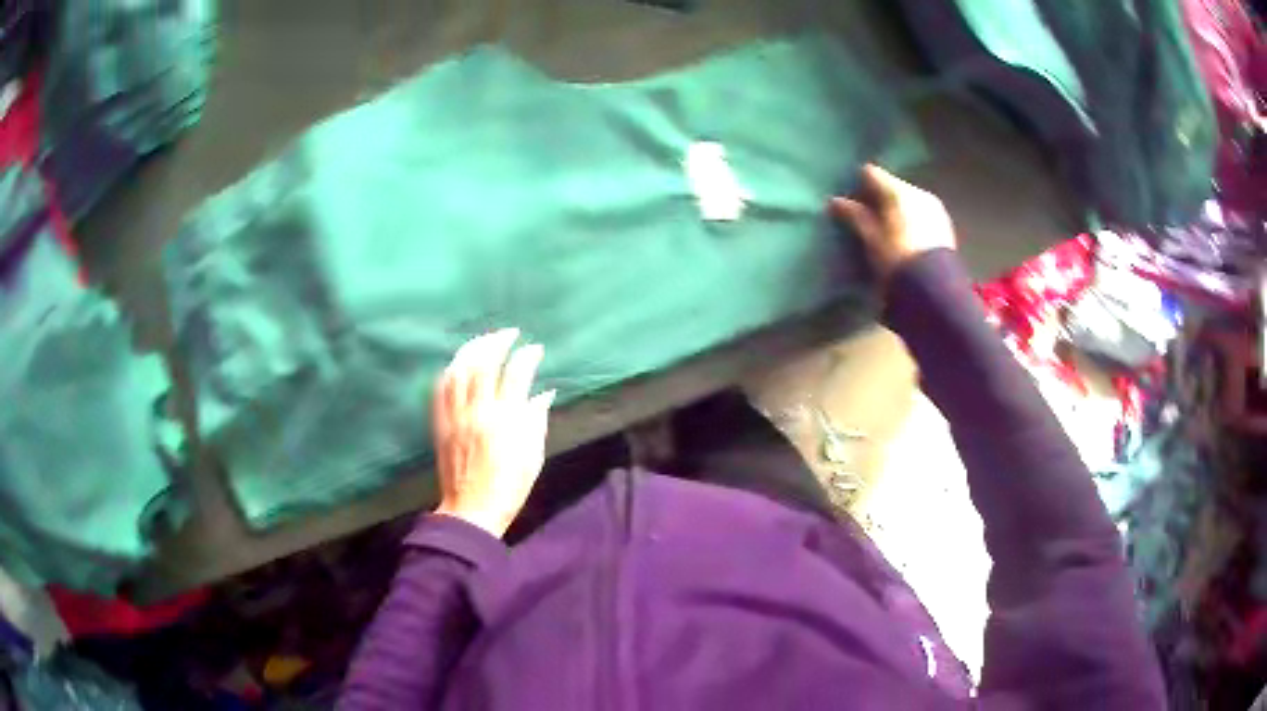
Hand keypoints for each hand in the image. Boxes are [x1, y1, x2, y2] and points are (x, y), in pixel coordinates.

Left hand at [431, 328, 555, 537]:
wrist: (471, 511)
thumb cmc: (509, 487)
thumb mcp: (533, 457)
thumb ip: (536, 420)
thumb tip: (543, 394)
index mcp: (505, 421)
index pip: (516, 374)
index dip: (527, 356)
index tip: (535, 349)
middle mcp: (477, 412)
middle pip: (483, 363)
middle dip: (497, 341)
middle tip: (509, 333)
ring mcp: (455, 416)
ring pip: (458, 370)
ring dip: (472, 349)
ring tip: (484, 341)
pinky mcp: (440, 424)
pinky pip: (441, 389)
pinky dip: (451, 370)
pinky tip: (459, 363)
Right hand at [830, 164, 955, 279]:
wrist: (933, 289)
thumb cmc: (895, 259)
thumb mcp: (870, 238)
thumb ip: (853, 215)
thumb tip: (834, 201)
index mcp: (897, 190)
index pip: (871, 174)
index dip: (857, 185)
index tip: (849, 202)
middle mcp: (918, 192)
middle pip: (891, 186)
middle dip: (878, 199)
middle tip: (866, 219)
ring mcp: (935, 208)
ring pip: (908, 200)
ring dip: (896, 211)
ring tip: (886, 232)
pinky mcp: (945, 226)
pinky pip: (921, 214)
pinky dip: (910, 221)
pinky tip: (905, 239)